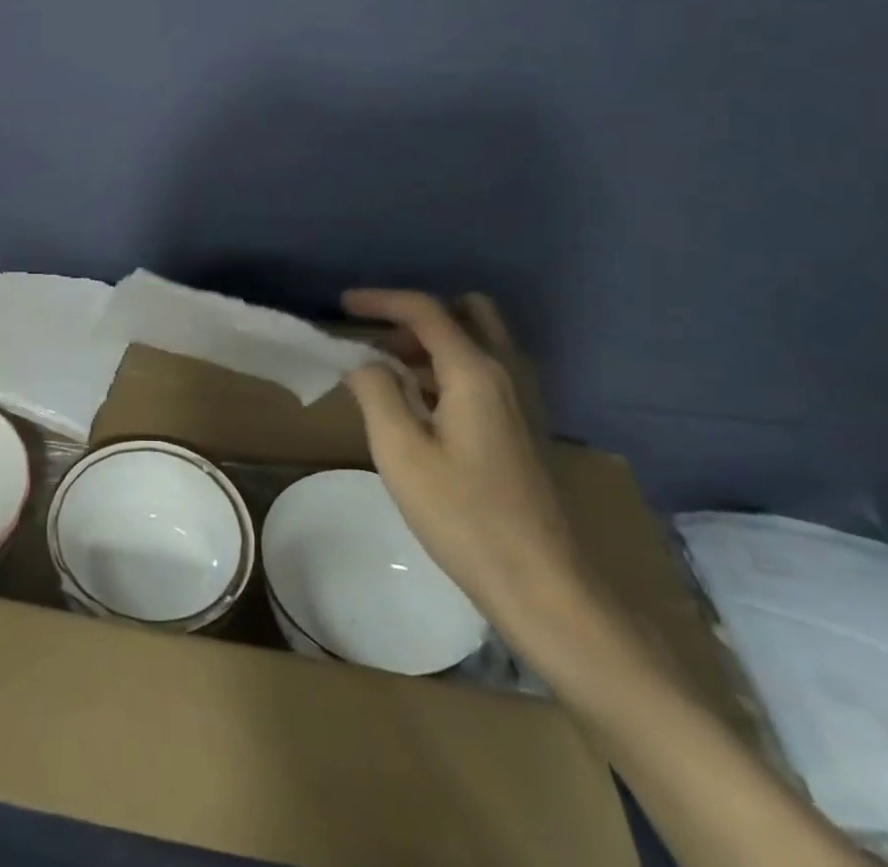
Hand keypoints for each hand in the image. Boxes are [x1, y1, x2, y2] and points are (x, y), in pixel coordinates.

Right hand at [341, 290, 592, 645]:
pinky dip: (451, 367)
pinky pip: (486, 371)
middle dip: (418, 316)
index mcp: (475, 371)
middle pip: (466, 312)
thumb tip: (364, 362)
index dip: (380, 300)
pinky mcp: (525, 426)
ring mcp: (523, 400)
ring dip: (434, 342)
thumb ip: (376, 392)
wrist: (545, 587)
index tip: (342, 306)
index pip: (425, 310)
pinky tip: (424, 406)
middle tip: (381, 342)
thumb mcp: (401, 452)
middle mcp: (506, 372)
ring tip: (392, 374)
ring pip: (478, 342)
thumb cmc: (464, 517)